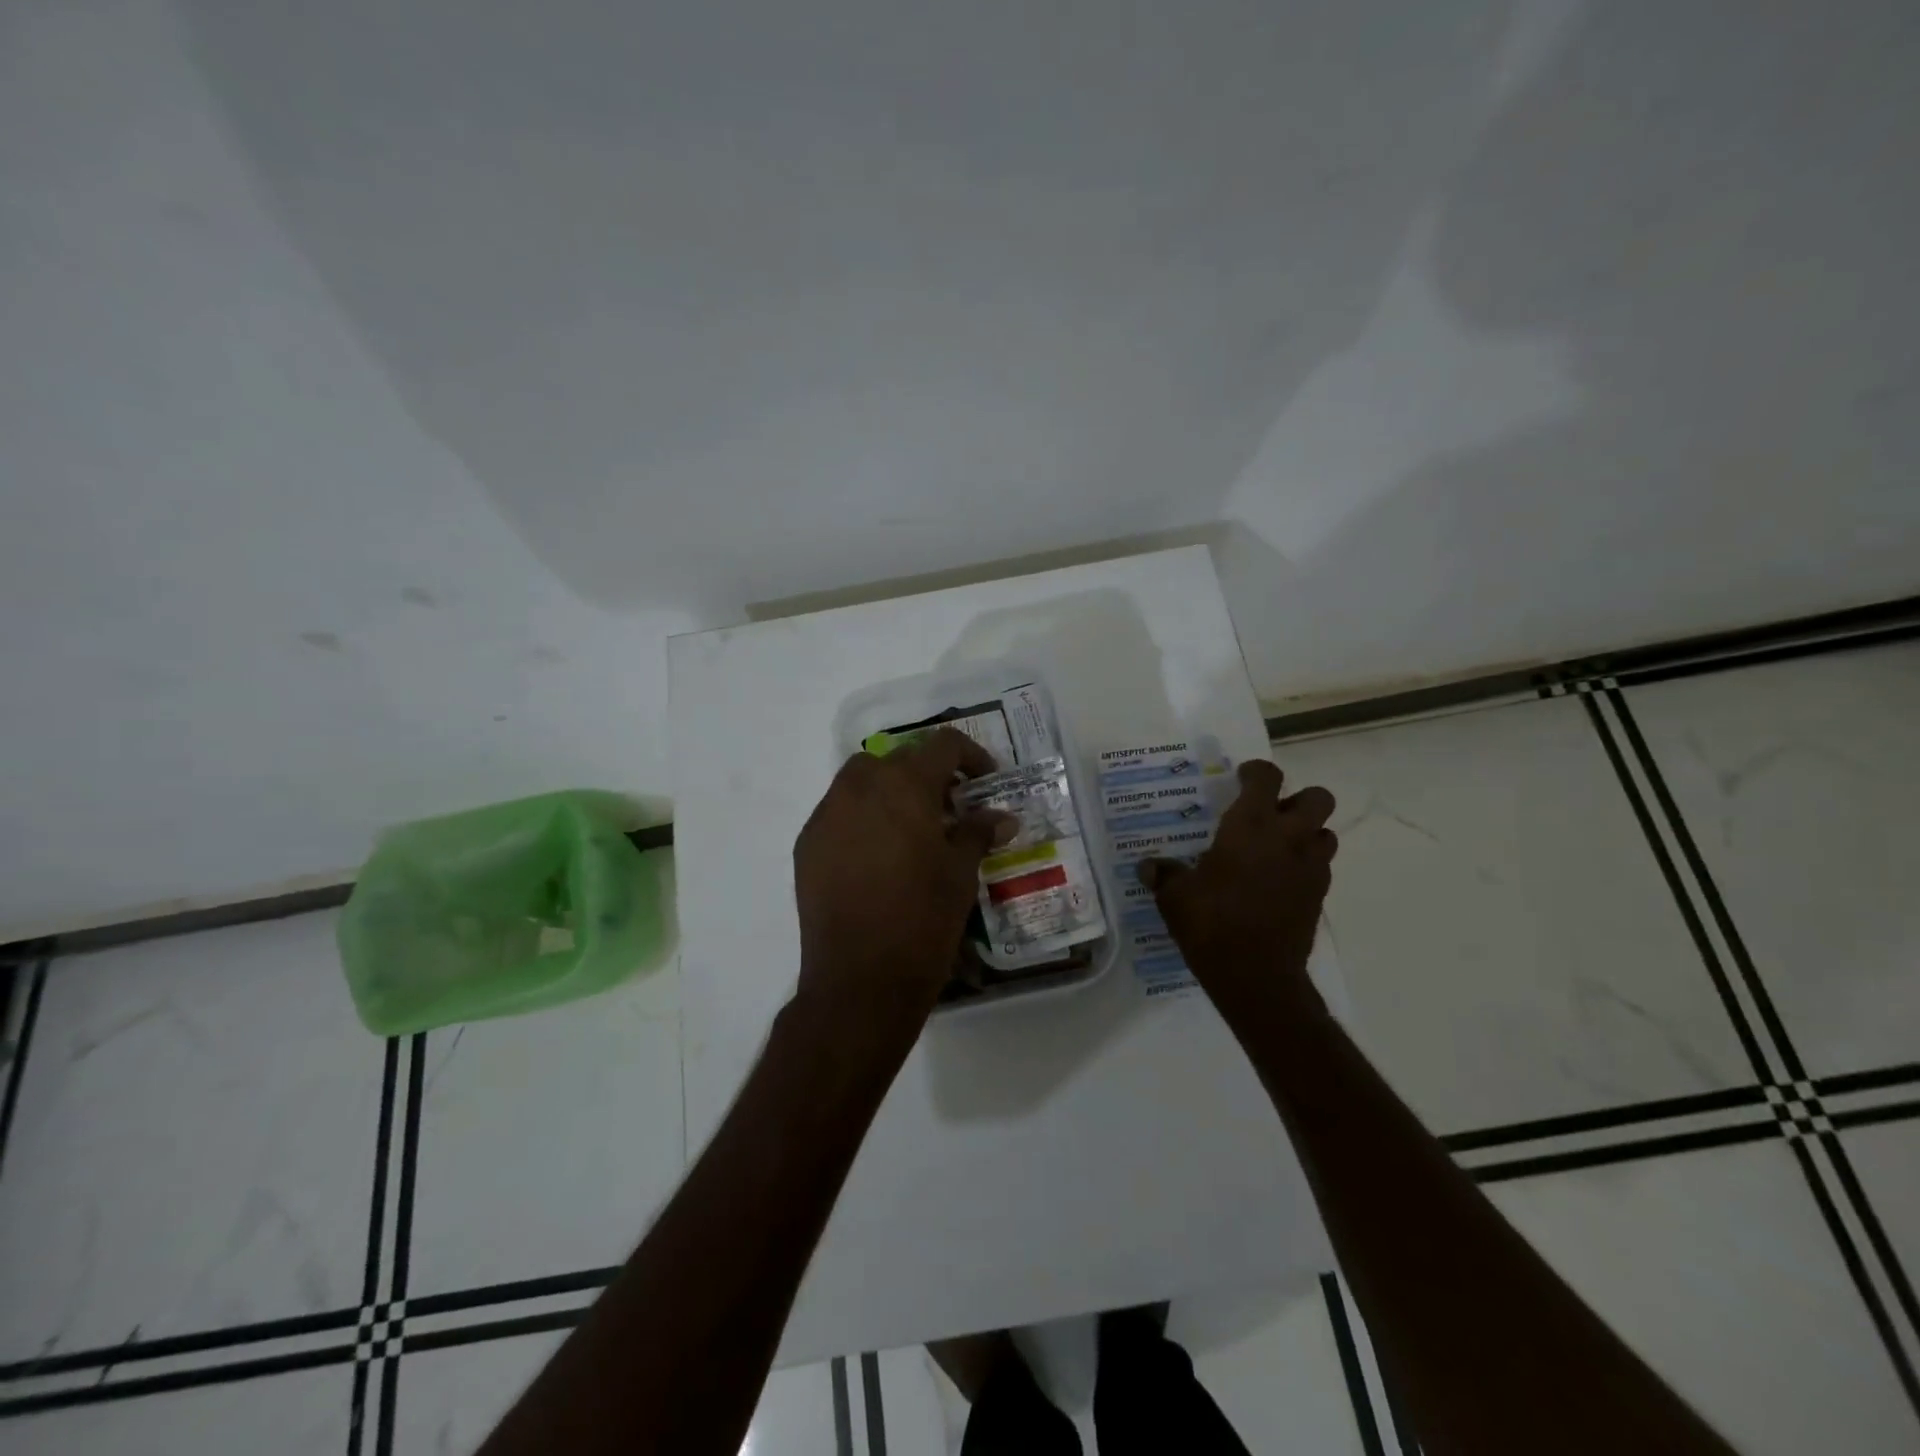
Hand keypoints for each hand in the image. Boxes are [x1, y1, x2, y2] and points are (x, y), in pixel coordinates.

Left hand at [793, 728, 1013, 1035]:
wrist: (860, 980)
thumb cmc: (922, 921)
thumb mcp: (961, 874)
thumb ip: (978, 832)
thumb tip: (1002, 816)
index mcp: (903, 786)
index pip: (942, 745)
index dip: (971, 756)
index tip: (985, 781)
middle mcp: (859, 788)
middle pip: (897, 759)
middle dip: (927, 774)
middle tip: (949, 808)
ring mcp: (826, 815)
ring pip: (861, 781)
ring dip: (890, 792)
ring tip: (912, 831)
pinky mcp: (807, 844)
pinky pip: (838, 813)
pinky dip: (862, 818)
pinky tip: (878, 857)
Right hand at [1140, 760, 1336, 1019]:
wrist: (1255, 975)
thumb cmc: (1211, 923)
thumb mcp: (1174, 896)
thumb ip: (1163, 875)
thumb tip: (1148, 866)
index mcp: (1250, 826)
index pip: (1267, 777)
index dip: (1255, 772)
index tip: (1240, 778)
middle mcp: (1288, 838)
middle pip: (1318, 798)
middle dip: (1298, 798)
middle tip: (1270, 813)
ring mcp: (1310, 868)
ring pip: (1326, 833)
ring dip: (1307, 832)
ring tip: (1277, 846)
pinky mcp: (1319, 896)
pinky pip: (1320, 867)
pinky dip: (1304, 865)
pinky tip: (1278, 881)